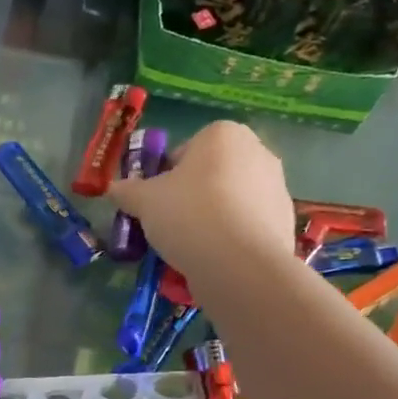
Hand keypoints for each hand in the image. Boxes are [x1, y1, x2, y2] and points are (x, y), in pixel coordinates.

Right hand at [108, 121, 294, 279]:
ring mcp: (277, 186)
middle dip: (190, 197)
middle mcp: (257, 150)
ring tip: (191, 248)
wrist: (239, 263)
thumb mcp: (144, 201)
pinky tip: (215, 259)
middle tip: (170, 225)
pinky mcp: (285, 219)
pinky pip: (246, 225)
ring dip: (211, 217)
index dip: (164, 178)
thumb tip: (112, 189)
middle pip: (210, 175)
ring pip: (229, 200)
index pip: (184, 152)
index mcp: (223, 134)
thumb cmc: (188, 215)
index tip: (155, 204)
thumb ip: (127, 191)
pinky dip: (231, 237)